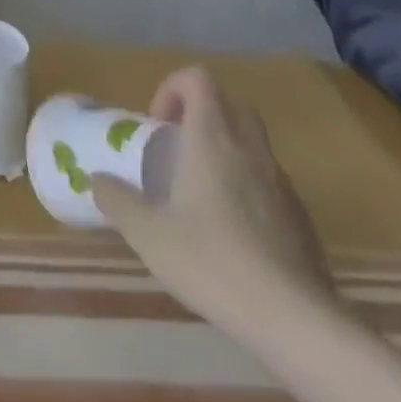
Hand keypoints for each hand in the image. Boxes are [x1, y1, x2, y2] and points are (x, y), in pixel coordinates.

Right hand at [94, 66, 337, 335]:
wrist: (297, 323)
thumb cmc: (213, 262)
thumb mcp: (148, 234)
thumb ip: (118, 200)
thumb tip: (97, 179)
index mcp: (212, 137)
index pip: (198, 78)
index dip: (173, 88)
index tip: (157, 124)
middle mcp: (250, 149)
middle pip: (230, 103)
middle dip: (202, 114)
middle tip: (177, 148)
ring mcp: (282, 184)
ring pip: (254, 143)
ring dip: (226, 151)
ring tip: (201, 192)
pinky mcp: (303, 220)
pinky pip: (271, 182)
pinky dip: (249, 188)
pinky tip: (233, 232)